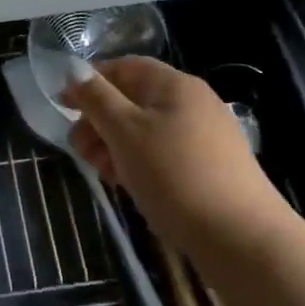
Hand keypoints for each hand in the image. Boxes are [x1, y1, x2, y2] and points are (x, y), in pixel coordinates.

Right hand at [64, 57, 292, 253]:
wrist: (241, 238)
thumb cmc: (174, 175)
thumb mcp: (125, 131)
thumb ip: (96, 98)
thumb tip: (75, 70)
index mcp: (174, 85)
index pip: (124, 67)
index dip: (90, 82)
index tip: (63, 106)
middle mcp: (193, 103)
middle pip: (133, 100)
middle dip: (100, 121)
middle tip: (80, 150)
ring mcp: (206, 136)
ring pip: (146, 130)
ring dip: (115, 145)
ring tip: (103, 173)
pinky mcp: (211, 168)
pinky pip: (164, 154)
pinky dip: (140, 163)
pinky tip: (129, 185)